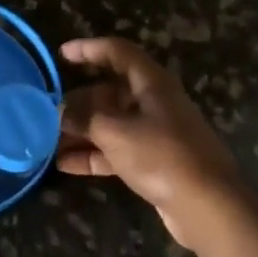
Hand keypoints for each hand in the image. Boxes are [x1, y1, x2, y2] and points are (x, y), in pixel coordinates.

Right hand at [58, 37, 249, 251]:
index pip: (117, 52)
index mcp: (151, 82)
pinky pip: (117, 150)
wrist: (208, 207)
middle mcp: (154, 102)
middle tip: (49, 111)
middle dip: (79, 101)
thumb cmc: (161, 155)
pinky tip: (64, 165)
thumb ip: (85, 118)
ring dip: (82, 131)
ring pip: (112, 123)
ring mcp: (156, 133)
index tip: (60, 55)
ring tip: (48, 140)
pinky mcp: (155, 162)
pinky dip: (93, 155)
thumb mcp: (115, 132)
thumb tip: (61, 111)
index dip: (88, 49)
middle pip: (111, 91)